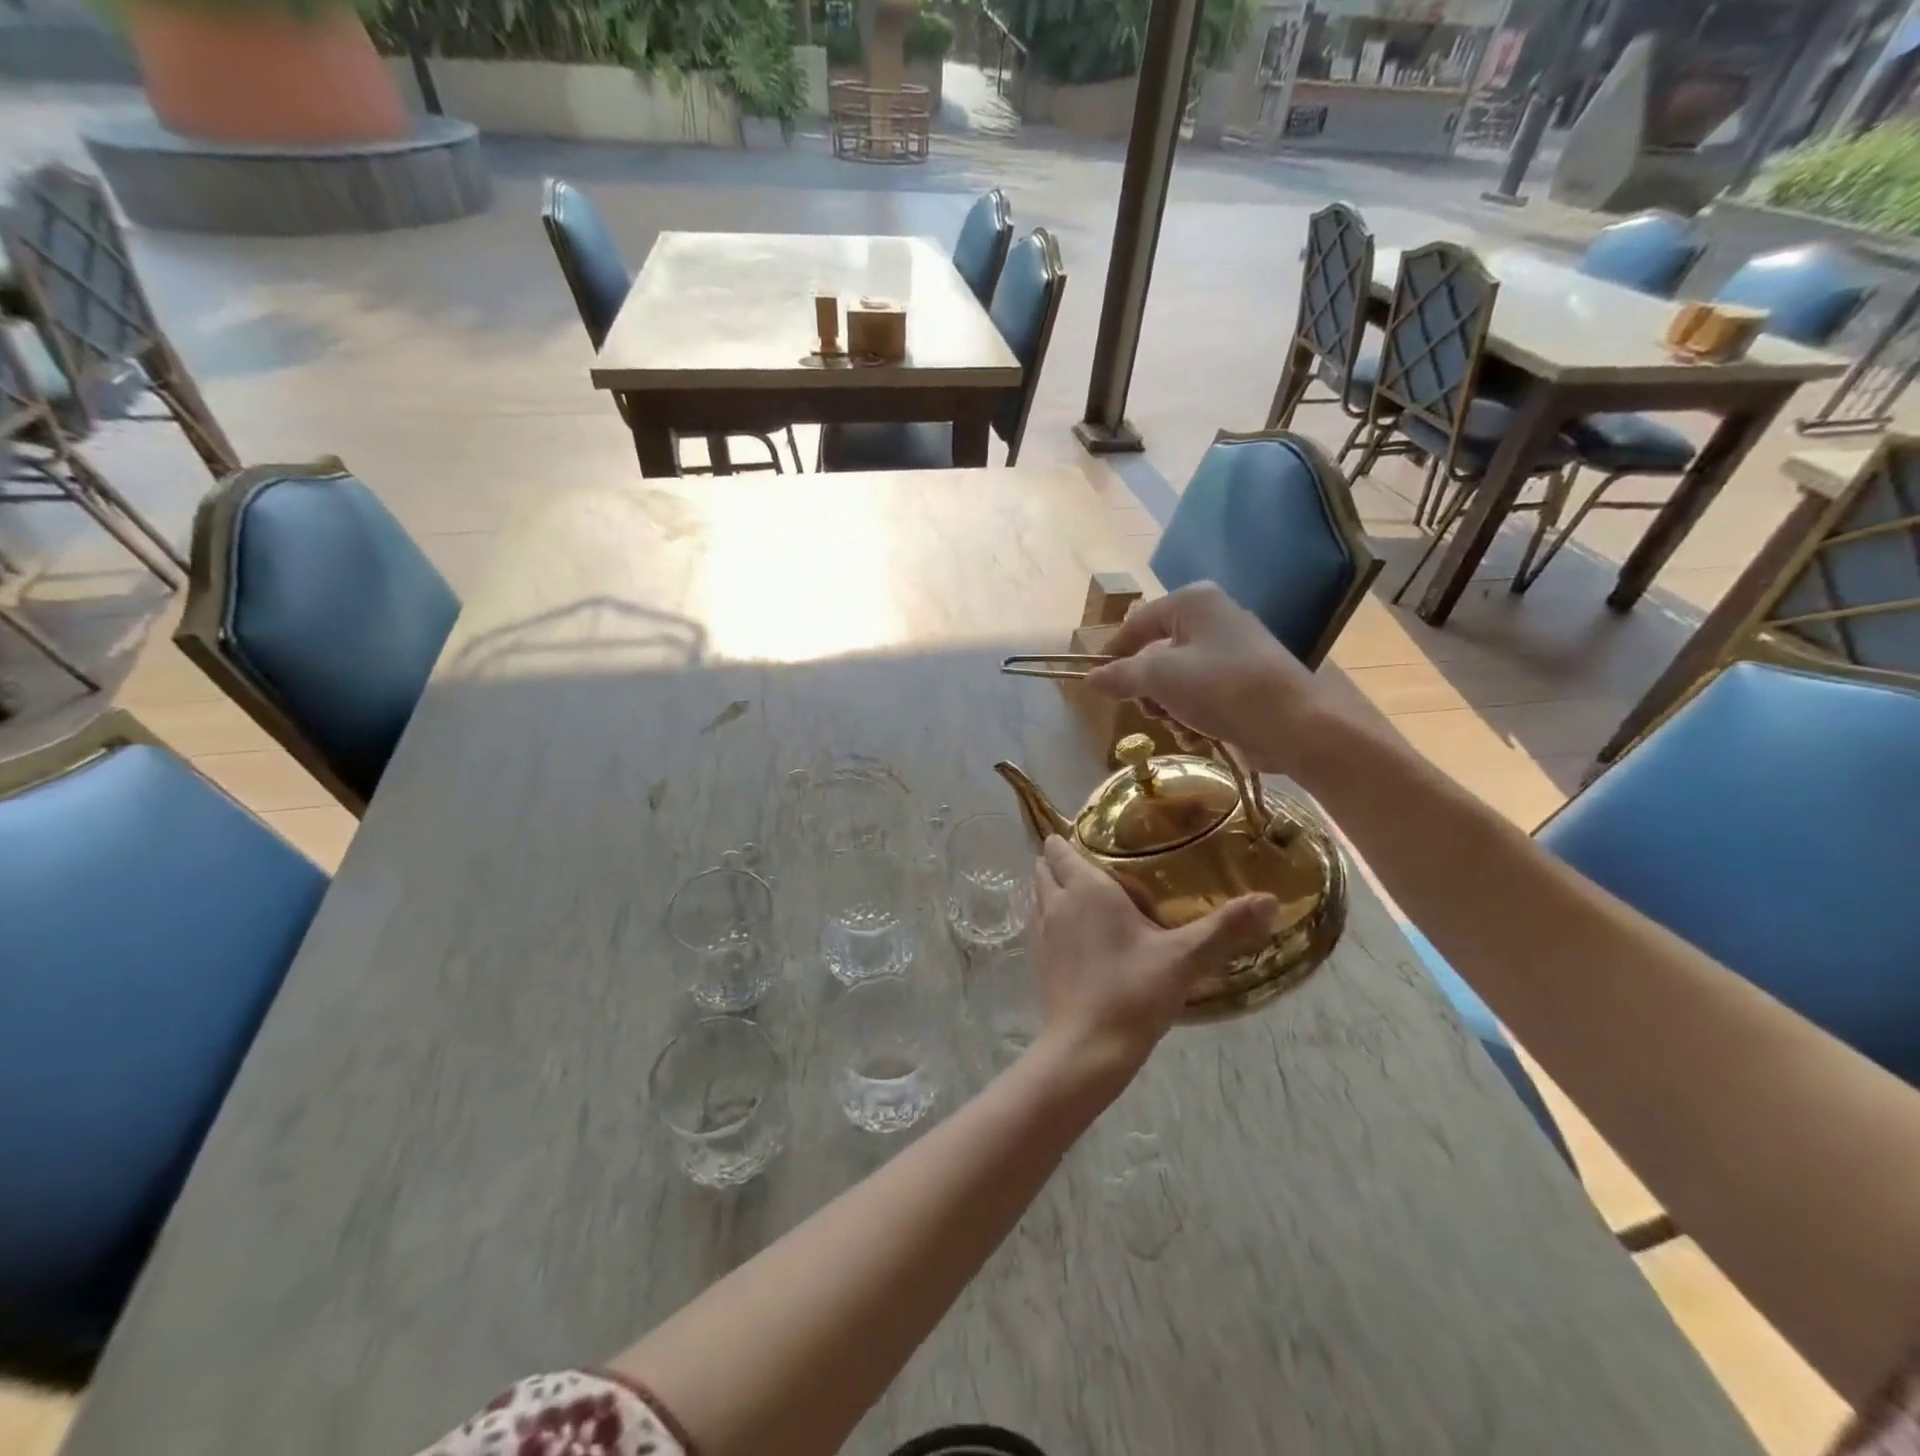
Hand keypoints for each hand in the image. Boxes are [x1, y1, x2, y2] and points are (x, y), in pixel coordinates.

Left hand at [1026, 837, 1276, 1098]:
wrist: (1086, 1049)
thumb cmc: (1133, 993)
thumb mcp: (1185, 958)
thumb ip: (1225, 927)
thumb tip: (1269, 900)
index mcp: (1085, 889)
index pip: (1059, 847)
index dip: (1069, 839)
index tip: (1096, 841)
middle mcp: (1056, 902)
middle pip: (1045, 866)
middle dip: (1062, 861)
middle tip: (1100, 868)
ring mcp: (1041, 932)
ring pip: (1039, 894)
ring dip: (1055, 888)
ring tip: (1089, 898)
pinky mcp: (1037, 960)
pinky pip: (1039, 923)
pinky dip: (1052, 918)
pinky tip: (1081, 936)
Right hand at [1083, 582, 1334, 776]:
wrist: (1294, 724)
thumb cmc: (1220, 687)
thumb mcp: (1159, 678)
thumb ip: (1120, 676)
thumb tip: (1091, 679)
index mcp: (1193, 602)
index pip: (1136, 624)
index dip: (1113, 654)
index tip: (1097, 685)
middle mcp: (1213, 618)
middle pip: (1156, 654)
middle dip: (1148, 689)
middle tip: (1150, 709)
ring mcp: (1232, 650)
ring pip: (1177, 680)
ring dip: (1169, 708)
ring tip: (1180, 725)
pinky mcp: (1245, 682)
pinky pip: (1202, 695)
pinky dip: (1194, 716)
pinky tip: (1200, 734)